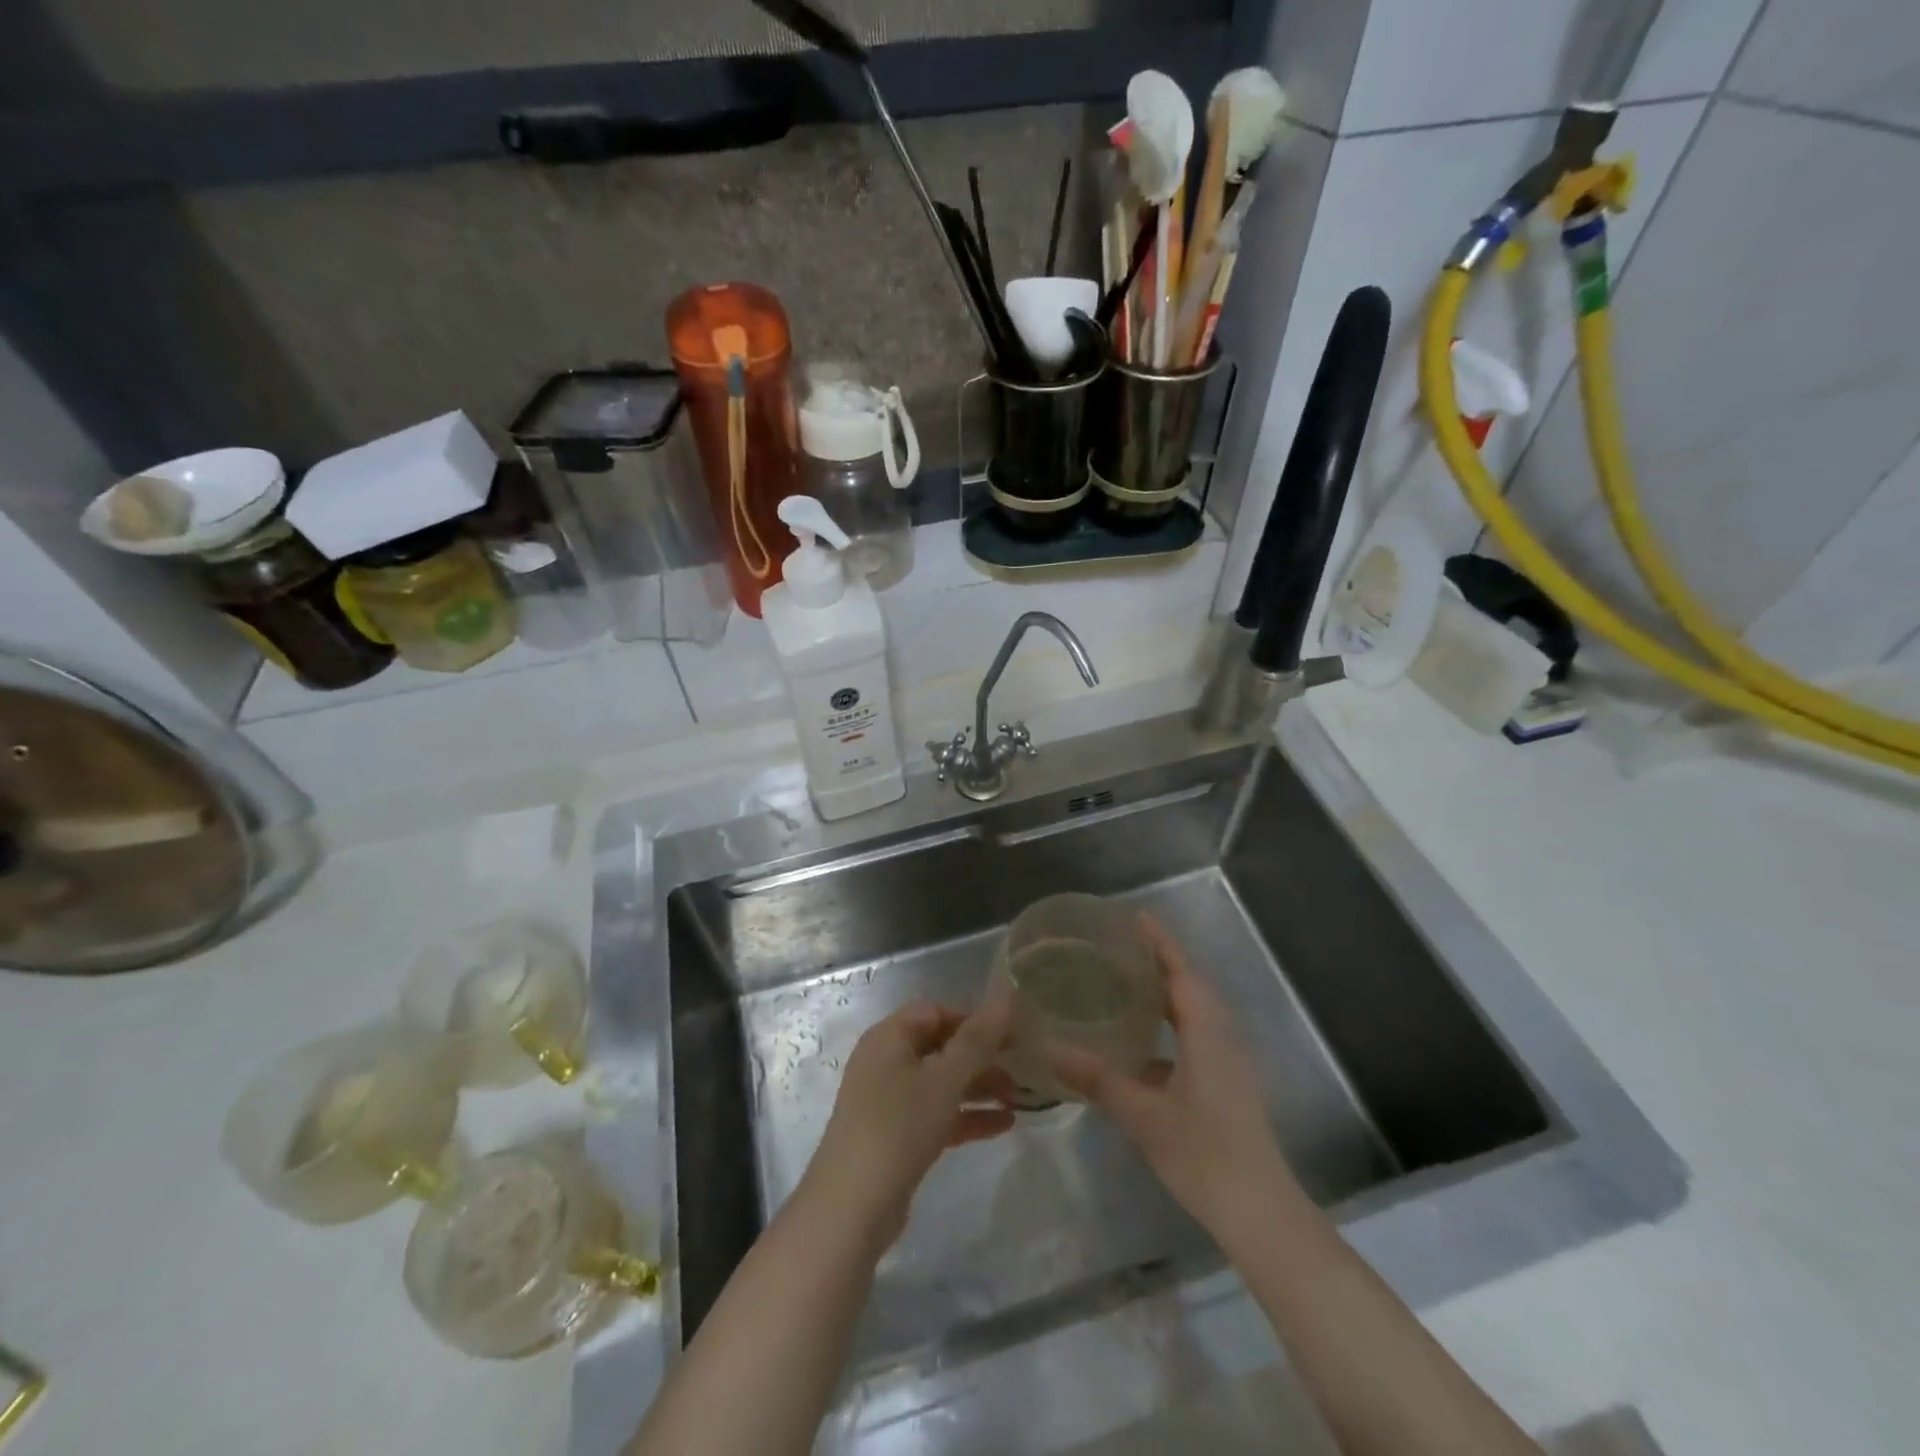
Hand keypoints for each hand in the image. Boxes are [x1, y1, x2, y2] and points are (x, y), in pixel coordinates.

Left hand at [802, 999, 1016, 1245]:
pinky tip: (1004, 1125)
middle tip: (1023, 1069)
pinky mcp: (895, 1136)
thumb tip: (1006, 995)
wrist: (852, 1207)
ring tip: (1021, 1098)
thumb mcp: (944, 1079)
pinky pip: (936, 1114)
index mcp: (889, 1037)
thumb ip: (978, 1039)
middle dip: (981, 1057)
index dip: (974, 1019)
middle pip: (940, 1047)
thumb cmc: (898, 1127)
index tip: (1012, 1035)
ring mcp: (888, 1100)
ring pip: (941, 1083)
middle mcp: (886, 1061)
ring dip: (979, 1088)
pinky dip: (966, 1116)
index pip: (936, 1012)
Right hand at [1048, 915, 1295, 1232]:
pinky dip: (1170, 1026)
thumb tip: (1049, 1049)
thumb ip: (1098, 1079)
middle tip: (1119, 947)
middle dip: (1160, 962)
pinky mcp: (1227, 1085)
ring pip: (1195, 1013)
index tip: (1135, 917)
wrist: (1260, 1212)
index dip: (1160, 942)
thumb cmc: (1204, 1154)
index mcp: (1207, 1032)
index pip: (1182, 971)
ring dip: (1166, 993)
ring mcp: (1229, 1063)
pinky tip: (1140, 1044)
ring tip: (1126, 983)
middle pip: (1190, 986)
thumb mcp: (1143, 1115)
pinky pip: (1197, 1038)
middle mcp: (1222, 1038)